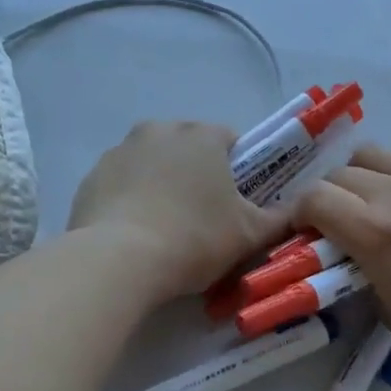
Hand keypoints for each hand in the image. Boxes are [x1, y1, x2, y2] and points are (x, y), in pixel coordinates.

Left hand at [69, 121, 288, 305]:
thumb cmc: (194, 239)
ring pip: (153, 164)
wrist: (118, 261)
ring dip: (163, 185)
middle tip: (205, 219)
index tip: (238, 203)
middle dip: (198, 176)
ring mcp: (120, 151)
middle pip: (189, 149)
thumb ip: (280, 219)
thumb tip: (299, 210)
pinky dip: (131, 200)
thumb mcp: (250, 235)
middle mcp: (159, 130)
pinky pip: (122, 184)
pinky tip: (135, 234)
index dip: (240, 171)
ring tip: (166, 229)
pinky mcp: (91, 176)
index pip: (231, 141)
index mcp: (202, 135)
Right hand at [293, 144, 390, 376]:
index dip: (298, 214)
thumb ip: (360, 275)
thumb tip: (350, 257)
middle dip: (326, 197)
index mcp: (372, 232)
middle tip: (335, 223)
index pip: (313, 199)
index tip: (303, 232)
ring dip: (359, 176)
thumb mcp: (389, 311)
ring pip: (372, 153)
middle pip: (337, 174)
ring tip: (371, 200)